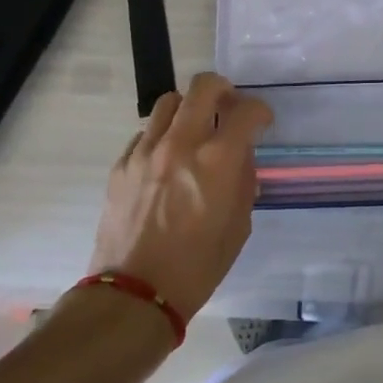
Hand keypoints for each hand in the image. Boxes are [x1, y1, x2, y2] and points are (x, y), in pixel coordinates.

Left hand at [86, 73, 272, 321]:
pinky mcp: (121, 165)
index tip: (261, 122)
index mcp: (217, 160)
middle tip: (227, 107)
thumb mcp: (239, 226)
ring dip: (188, 109)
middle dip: (222, 89)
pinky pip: (145, 133)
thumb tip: (240, 157)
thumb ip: (243, 181)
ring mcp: (146, 151)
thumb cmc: (197, 267)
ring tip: (193, 130)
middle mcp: (181, 144)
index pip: (246, 110)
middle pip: (203, 86)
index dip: (260, 111)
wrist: (133, 295)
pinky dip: (161, 136)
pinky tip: (165, 161)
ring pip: (169, 102)